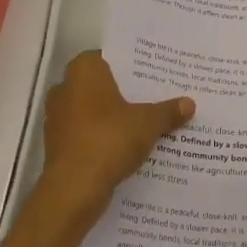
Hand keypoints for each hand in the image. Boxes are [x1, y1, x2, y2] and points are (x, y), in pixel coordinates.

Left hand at [39, 51, 192, 218]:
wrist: (74, 189)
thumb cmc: (109, 139)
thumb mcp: (148, 123)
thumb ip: (168, 111)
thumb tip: (189, 104)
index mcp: (83, 70)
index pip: (111, 57)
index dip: (133, 67)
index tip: (154, 75)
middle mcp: (65, 88)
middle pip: (102, 85)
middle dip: (125, 93)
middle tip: (155, 97)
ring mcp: (57, 118)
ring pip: (93, 111)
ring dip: (114, 118)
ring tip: (146, 123)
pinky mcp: (57, 145)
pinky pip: (86, 134)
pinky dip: (103, 138)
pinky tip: (127, 147)